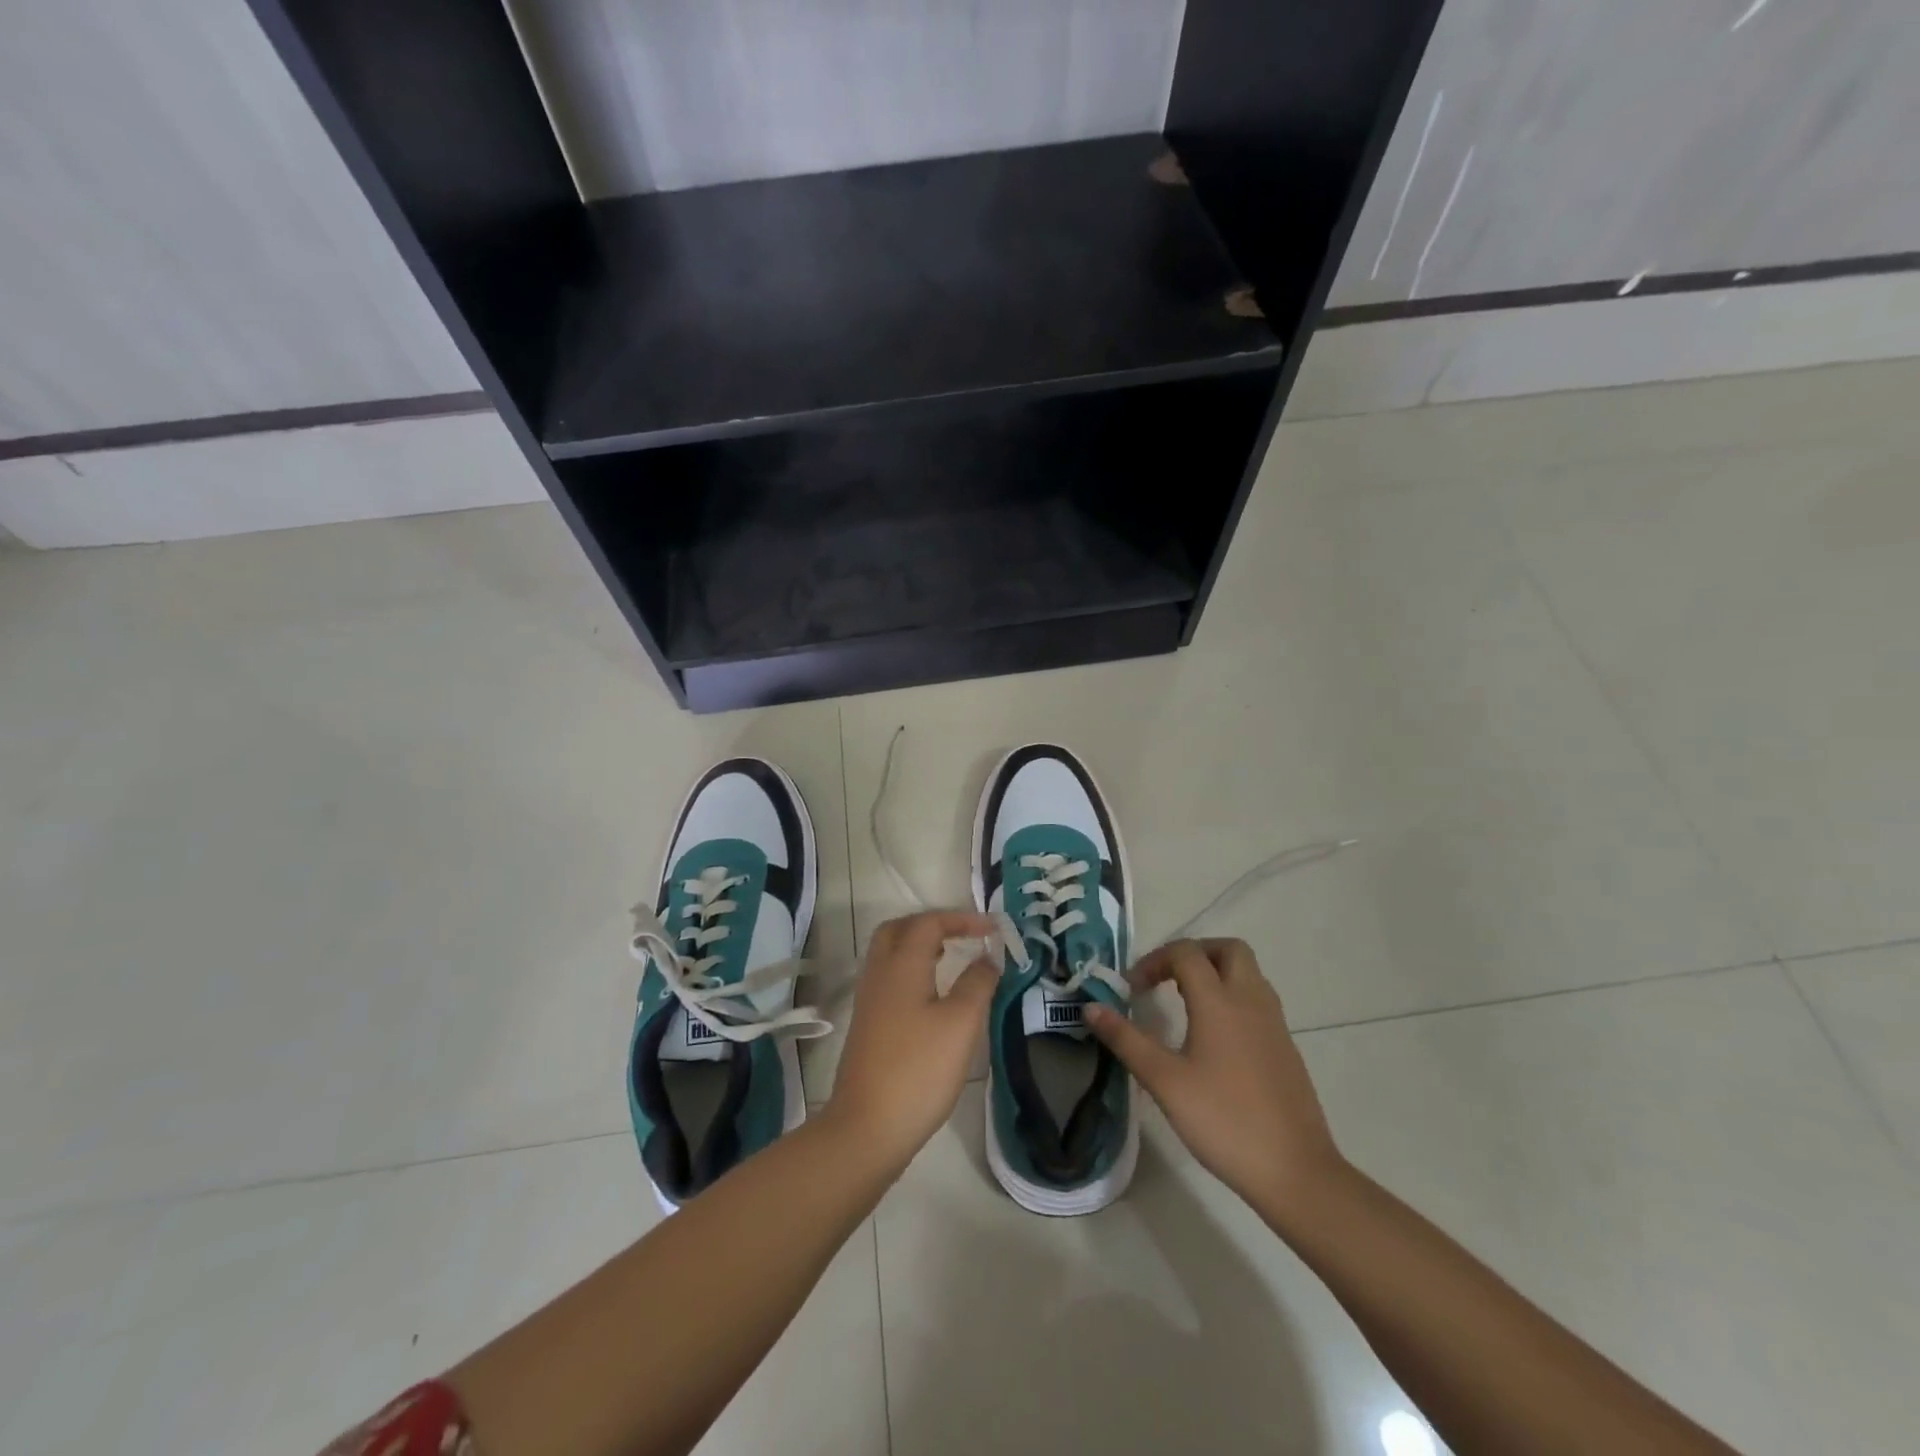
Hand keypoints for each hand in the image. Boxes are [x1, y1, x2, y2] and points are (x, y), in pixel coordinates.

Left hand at [823, 911, 998, 1168]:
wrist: (867, 1127)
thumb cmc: (919, 1070)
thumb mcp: (961, 1024)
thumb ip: (978, 983)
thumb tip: (988, 958)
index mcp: (901, 965)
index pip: (929, 923)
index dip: (962, 919)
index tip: (993, 929)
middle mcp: (879, 974)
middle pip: (899, 930)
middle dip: (932, 925)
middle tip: (962, 936)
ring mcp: (869, 1000)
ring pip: (890, 954)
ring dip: (920, 946)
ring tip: (951, 958)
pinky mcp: (867, 1025)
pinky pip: (889, 978)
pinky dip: (912, 970)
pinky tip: (932, 995)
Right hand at [1084, 938, 1345, 1215]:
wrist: (1295, 1171)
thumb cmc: (1223, 1121)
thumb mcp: (1164, 1081)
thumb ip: (1126, 1040)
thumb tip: (1090, 1007)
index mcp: (1220, 1001)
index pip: (1186, 953)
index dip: (1154, 961)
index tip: (1133, 989)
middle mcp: (1251, 1000)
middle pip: (1228, 949)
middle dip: (1194, 953)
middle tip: (1166, 978)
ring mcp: (1275, 1023)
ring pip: (1248, 973)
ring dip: (1216, 972)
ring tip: (1186, 1003)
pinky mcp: (1286, 1047)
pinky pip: (1258, 1001)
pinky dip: (1233, 998)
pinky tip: (1215, 1037)